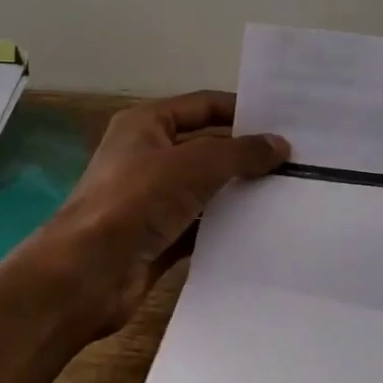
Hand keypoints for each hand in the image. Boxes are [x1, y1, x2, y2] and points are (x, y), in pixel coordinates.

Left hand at [35, 91, 287, 338]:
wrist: (85, 275)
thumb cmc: (135, 202)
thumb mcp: (193, 165)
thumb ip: (240, 153)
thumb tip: (281, 145)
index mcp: (146, 124)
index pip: (204, 106)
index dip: (242, 111)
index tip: (285, 123)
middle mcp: (147, 156)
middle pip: (207, 147)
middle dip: (246, 154)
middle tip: (297, 161)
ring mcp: (151, 199)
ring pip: (205, 188)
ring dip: (239, 192)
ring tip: (289, 194)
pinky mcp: (158, 237)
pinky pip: (200, 225)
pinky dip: (226, 226)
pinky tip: (262, 230)